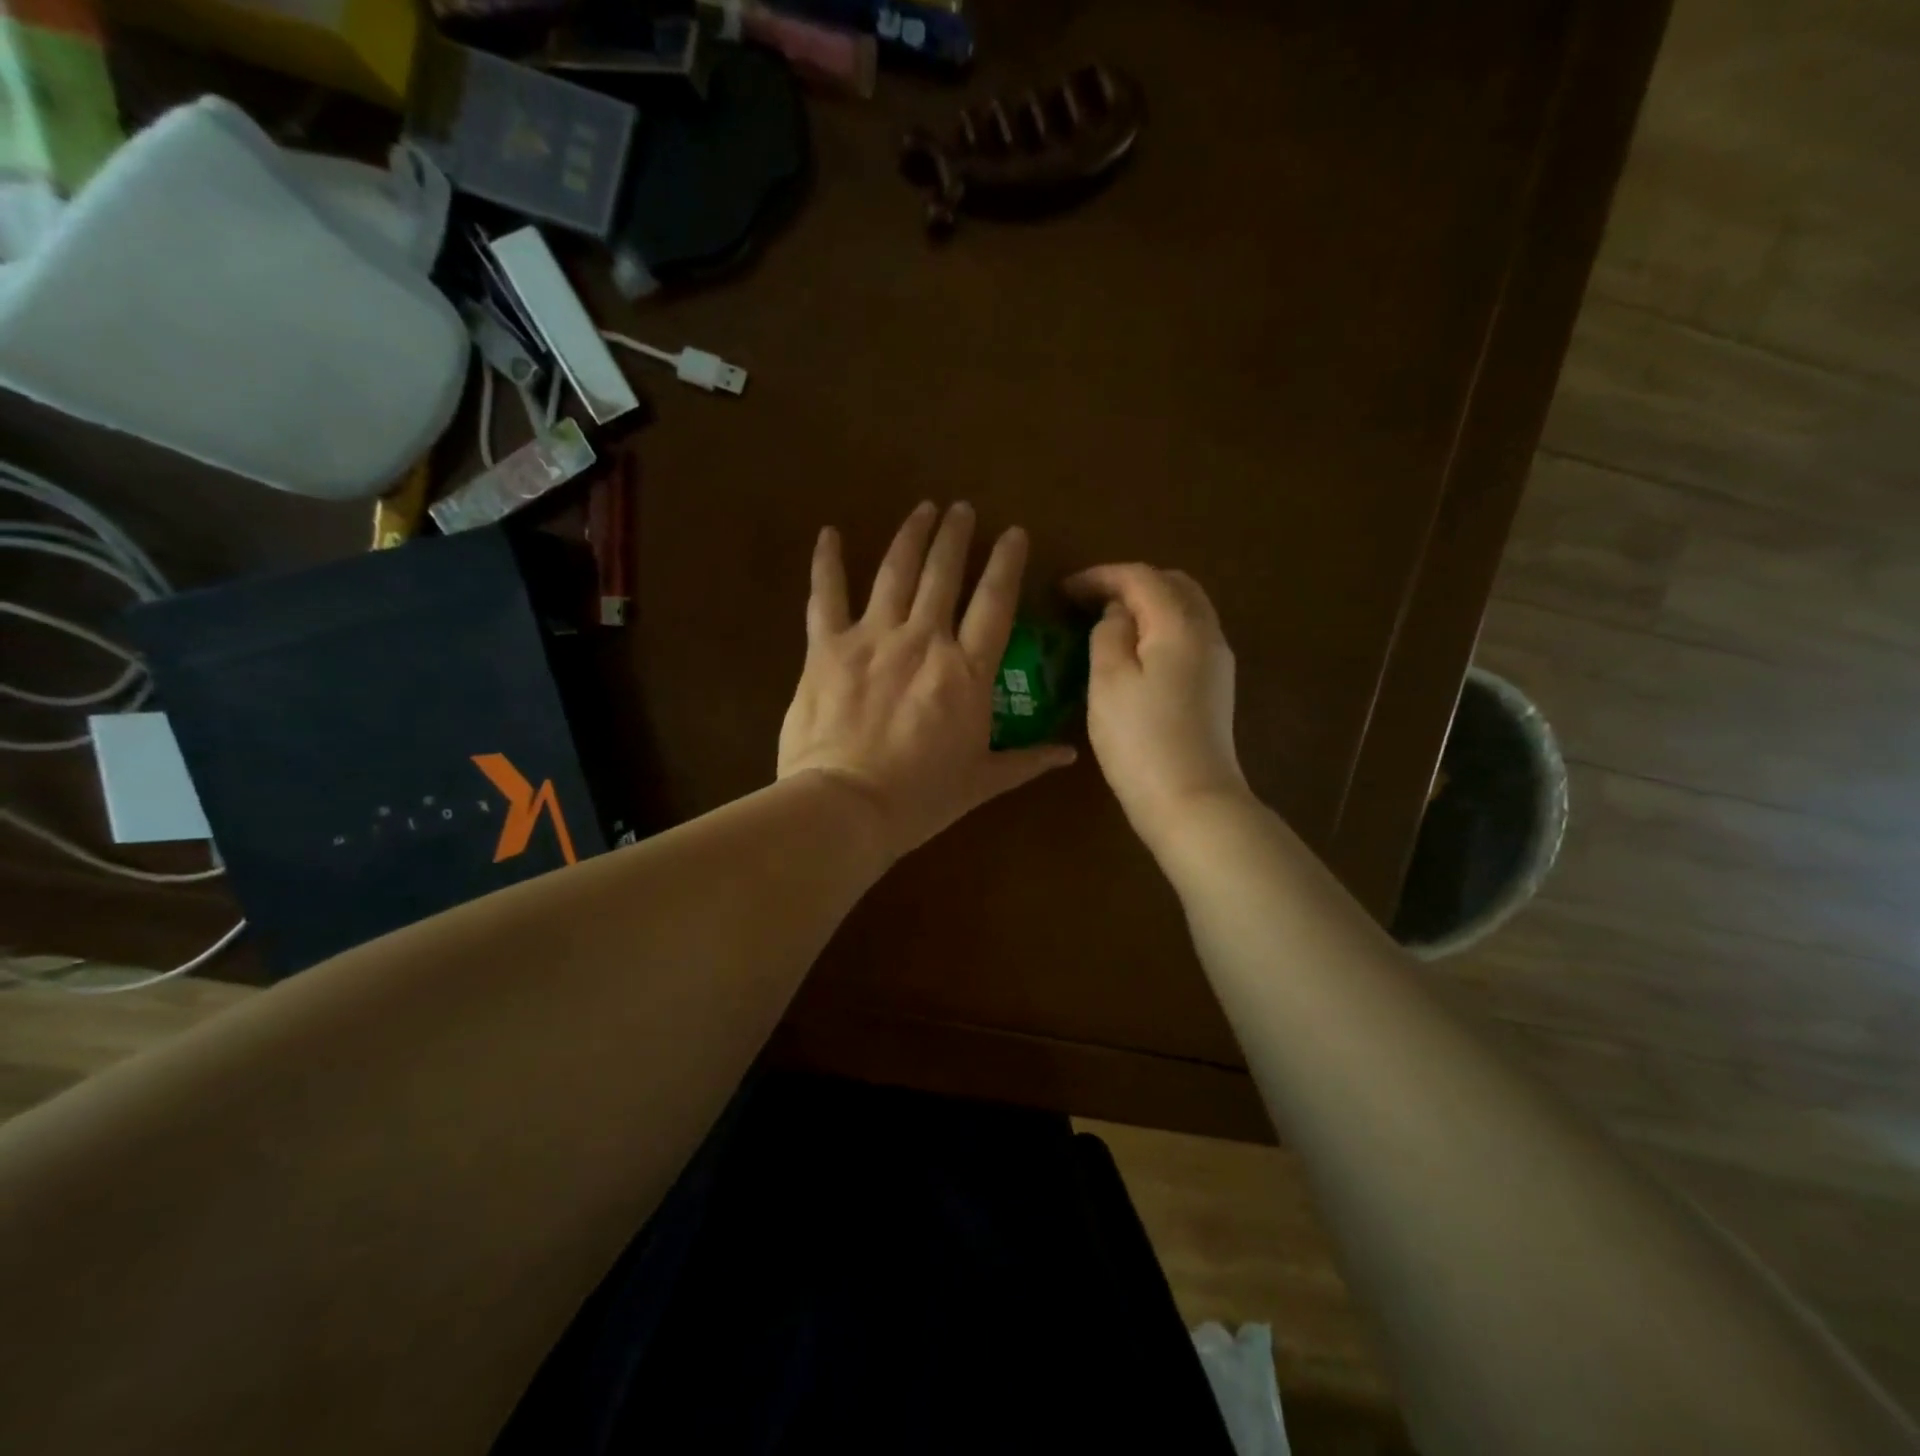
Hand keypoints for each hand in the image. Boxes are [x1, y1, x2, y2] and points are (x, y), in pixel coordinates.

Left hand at [779, 502, 1075, 860]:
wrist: (846, 807)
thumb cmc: (920, 799)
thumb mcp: (981, 782)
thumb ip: (1026, 761)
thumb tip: (1070, 754)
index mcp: (967, 672)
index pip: (995, 603)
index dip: (1006, 563)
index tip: (1013, 532)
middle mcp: (924, 640)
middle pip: (944, 574)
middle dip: (956, 536)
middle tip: (961, 508)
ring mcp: (873, 638)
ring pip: (895, 572)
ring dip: (911, 536)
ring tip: (922, 509)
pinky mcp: (827, 648)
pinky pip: (825, 596)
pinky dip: (826, 563)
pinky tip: (830, 534)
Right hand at [1064, 564, 1249, 851]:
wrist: (1193, 802)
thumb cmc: (1141, 740)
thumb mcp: (1108, 680)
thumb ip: (1109, 634)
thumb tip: (1117, 614)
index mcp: (1179, 624)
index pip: (1140, 577)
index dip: (1099, 576)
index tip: (1063, 590)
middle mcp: (1207, 633)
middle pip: (1173, 585)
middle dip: (1130, 584)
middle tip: (1089, 601)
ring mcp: (1217, 662)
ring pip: (1185, 611)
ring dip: (1148, 606)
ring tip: (1109, 623)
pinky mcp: (1216, 688)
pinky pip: (1189, 637)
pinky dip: (1161, 629)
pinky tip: (1136, 652)